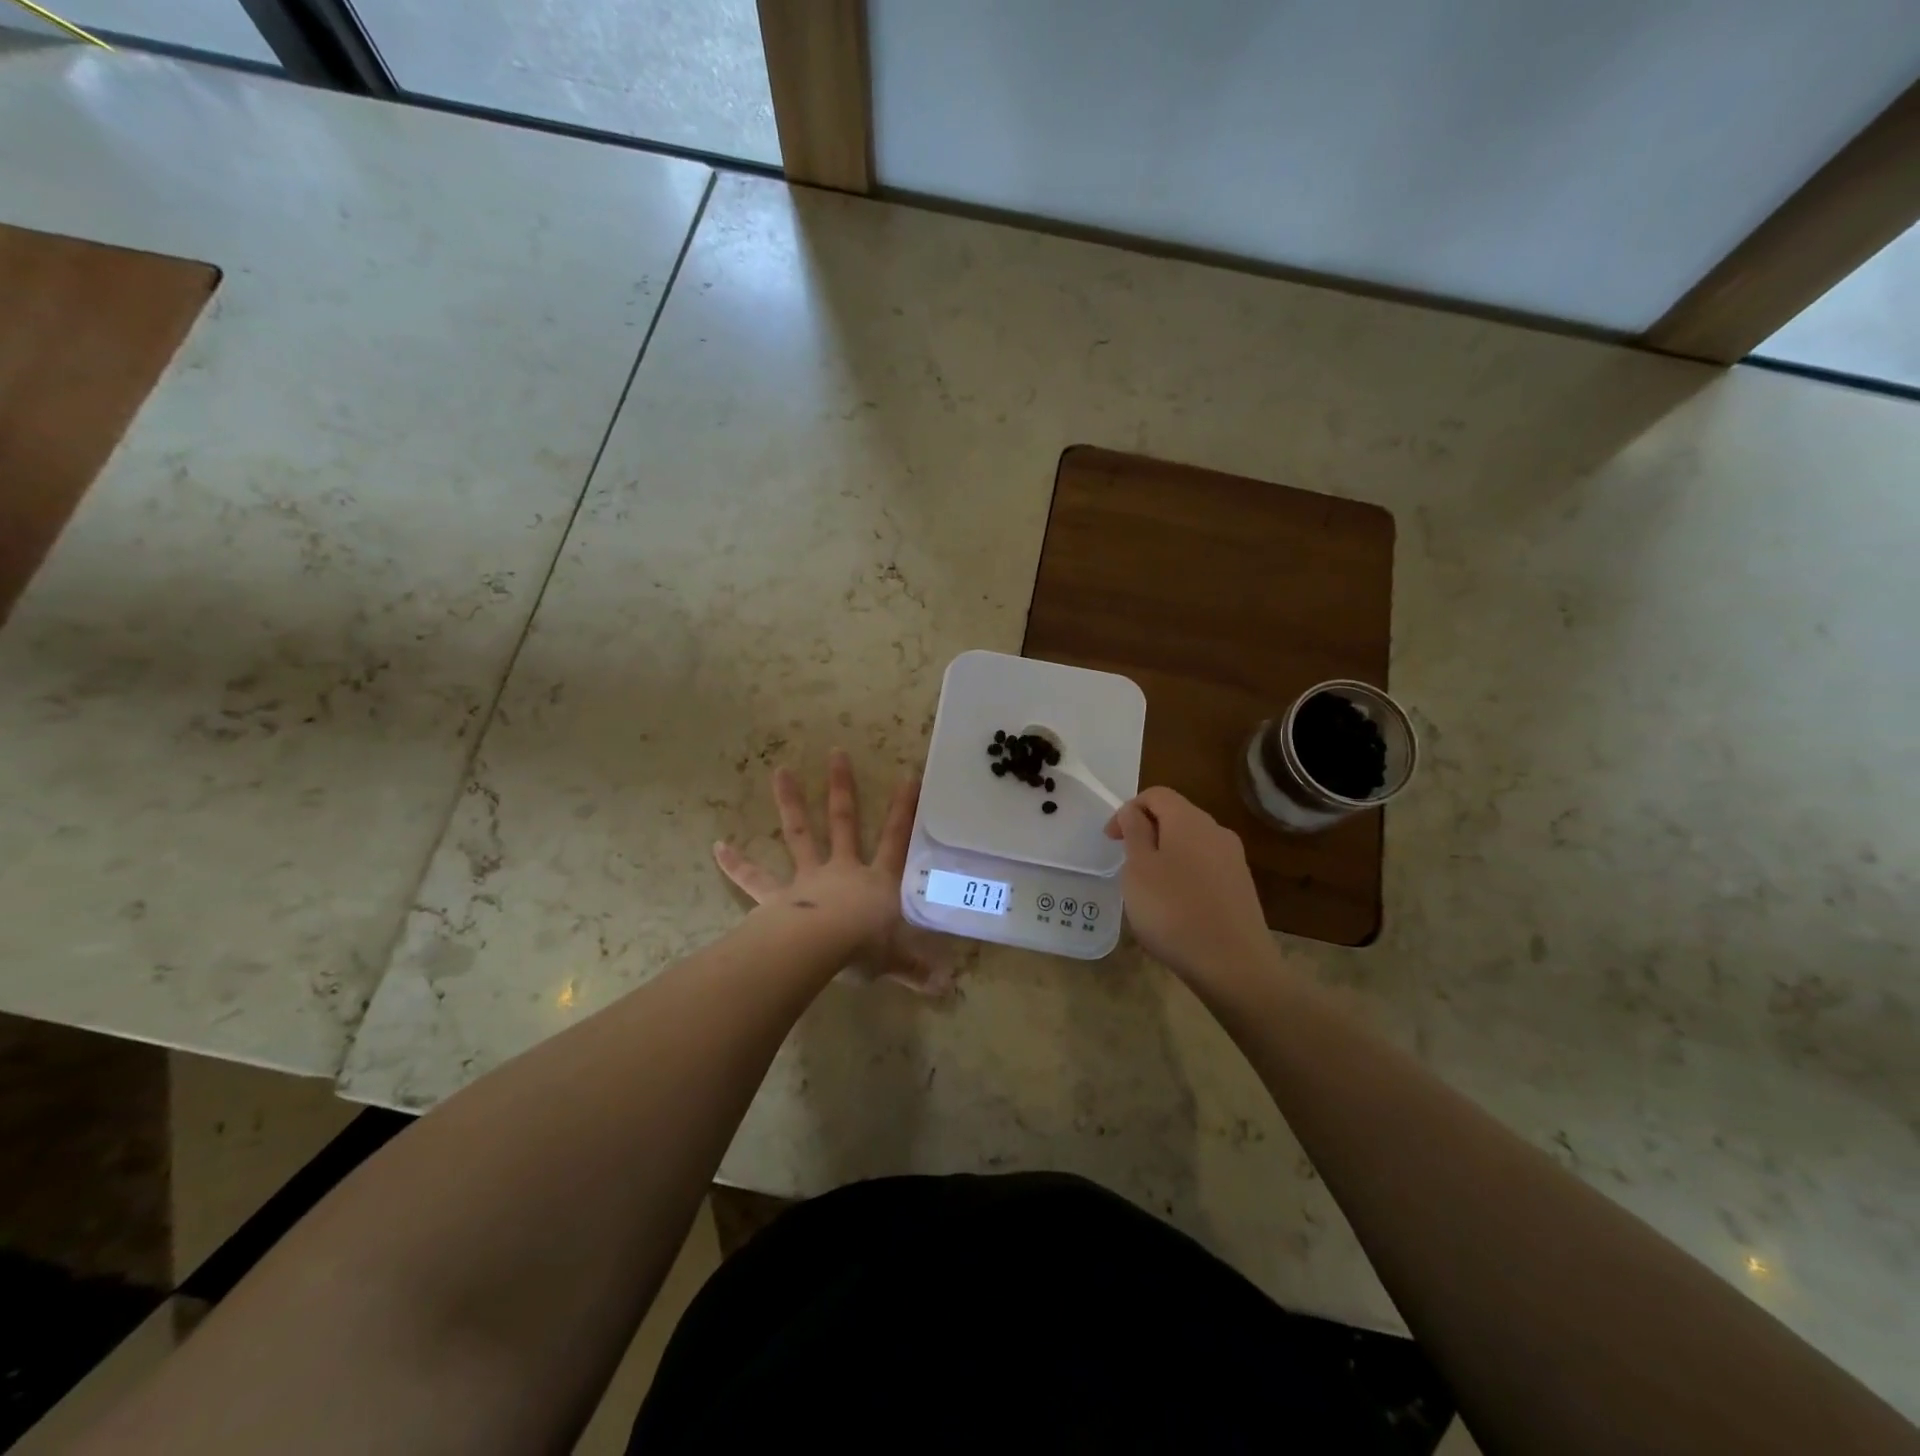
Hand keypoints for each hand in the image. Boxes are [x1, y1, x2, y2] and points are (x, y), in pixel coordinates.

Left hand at [714, 751, 958, 994]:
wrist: (820, 950)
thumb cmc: (863, 949)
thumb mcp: (896, 960)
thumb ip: (917, 969)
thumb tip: (947, 987)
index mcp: (876, 882)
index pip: (896, 840)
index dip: (904, 810)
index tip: (909, 777)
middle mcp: (842, 870)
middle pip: (844, 822)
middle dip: (842, 788)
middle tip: (836, 753)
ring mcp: (807, 879)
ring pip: (800, 834)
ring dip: (791, 802)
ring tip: (780, 771)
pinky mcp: (776, 897)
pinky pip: (754, 879)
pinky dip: (736, 863)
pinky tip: (717, 847)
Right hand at [1105, 787, 1276, 987]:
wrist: (1234, 965)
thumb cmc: (1174, 910)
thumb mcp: (1138, 869)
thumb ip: (1134, 832)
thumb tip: (1133, 812)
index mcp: (1189, 820)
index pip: (1156, 794)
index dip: (1128, 810)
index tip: (1111, 841)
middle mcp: (1216, 831)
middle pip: (1175, 816)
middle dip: (1146, 833)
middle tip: (1126, 864)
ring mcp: (1233, 860)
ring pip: (1190, 843)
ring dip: (1164, 855)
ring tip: (1148, 890)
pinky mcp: (1241, 887)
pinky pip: (1204, 868)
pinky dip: (1184, 875)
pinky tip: (1175, 907)